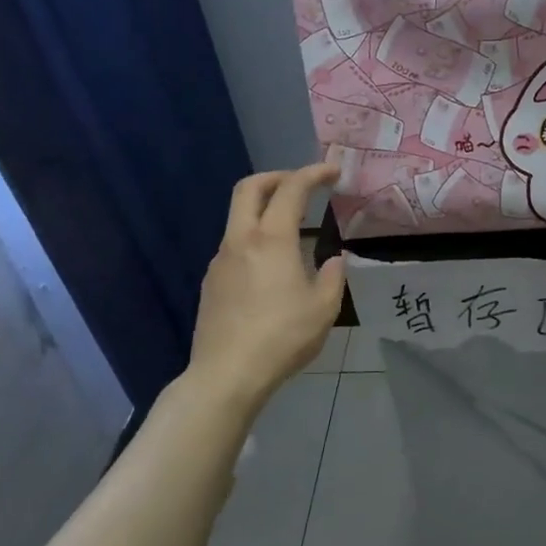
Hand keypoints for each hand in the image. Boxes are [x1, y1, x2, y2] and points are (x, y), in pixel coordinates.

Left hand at [189, 164, 344, 408]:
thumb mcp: (324, 309)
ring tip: (291, 230)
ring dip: (263, 210)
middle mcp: (241, 241)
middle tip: (301, 184)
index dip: (313, 173)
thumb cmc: (282, 338)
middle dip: (277, 177)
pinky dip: (254, 239)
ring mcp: (220, 260)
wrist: (227, 374)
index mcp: (272, 240)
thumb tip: (334, 259)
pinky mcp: (211, 282)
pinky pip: (234, 246)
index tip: (332, 171)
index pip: (292, 189)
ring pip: (238, 218)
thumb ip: (333, 276)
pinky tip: (270, 268)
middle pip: (249, 188)